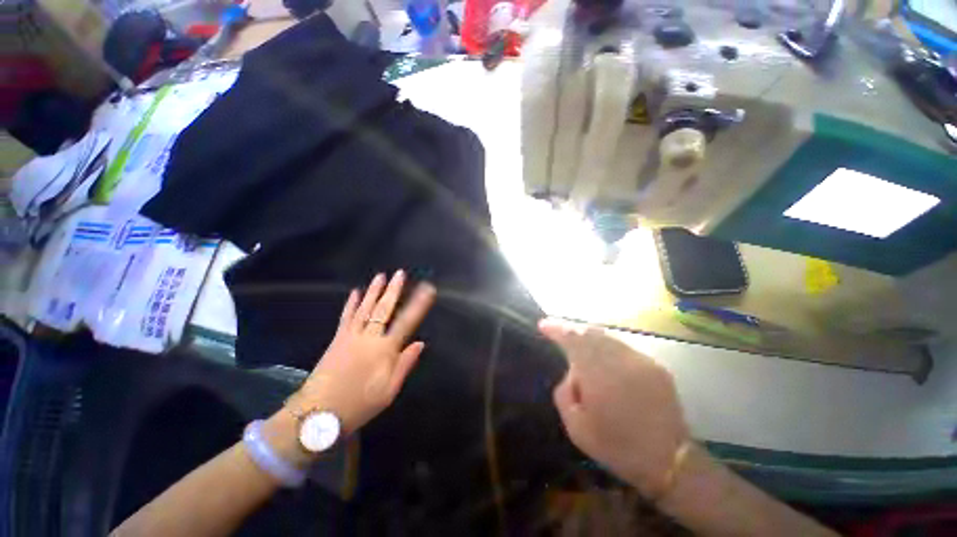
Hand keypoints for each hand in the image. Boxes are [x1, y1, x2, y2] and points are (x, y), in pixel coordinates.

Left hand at [294, 271, 435, 434]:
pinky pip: (346, 317)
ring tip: (381, 276)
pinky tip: (355, 292)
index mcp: (384, 350)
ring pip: (365, 308)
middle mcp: (369, 338)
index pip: (406, 322)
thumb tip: (420, 343)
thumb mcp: (389, 390)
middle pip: (384, 309)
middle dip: (393, 290)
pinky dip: (351, 303)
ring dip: (374, 291)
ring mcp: (350, 336)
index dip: (418, 304)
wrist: (317, 414)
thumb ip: (405, 364)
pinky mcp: (337, 339)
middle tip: (400, 273)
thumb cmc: (359, 404)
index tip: (427, 289)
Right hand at [540, 318, 688, 497]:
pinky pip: (623, 347)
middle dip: (572, 330)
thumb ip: (564, 392)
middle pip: (590, 332)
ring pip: (608, 337)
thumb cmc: (615, 446)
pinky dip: (608, 347)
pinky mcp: (656, 367)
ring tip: (580, 345)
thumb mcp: (575, 427)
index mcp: (599, 375)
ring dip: (590, 337)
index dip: (556, 328)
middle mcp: (621, 360)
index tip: (542, 325)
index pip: (573, 338)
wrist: (669, 461)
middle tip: (559, 333)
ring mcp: (641, 361)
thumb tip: (572, 371)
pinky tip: (605, 359)